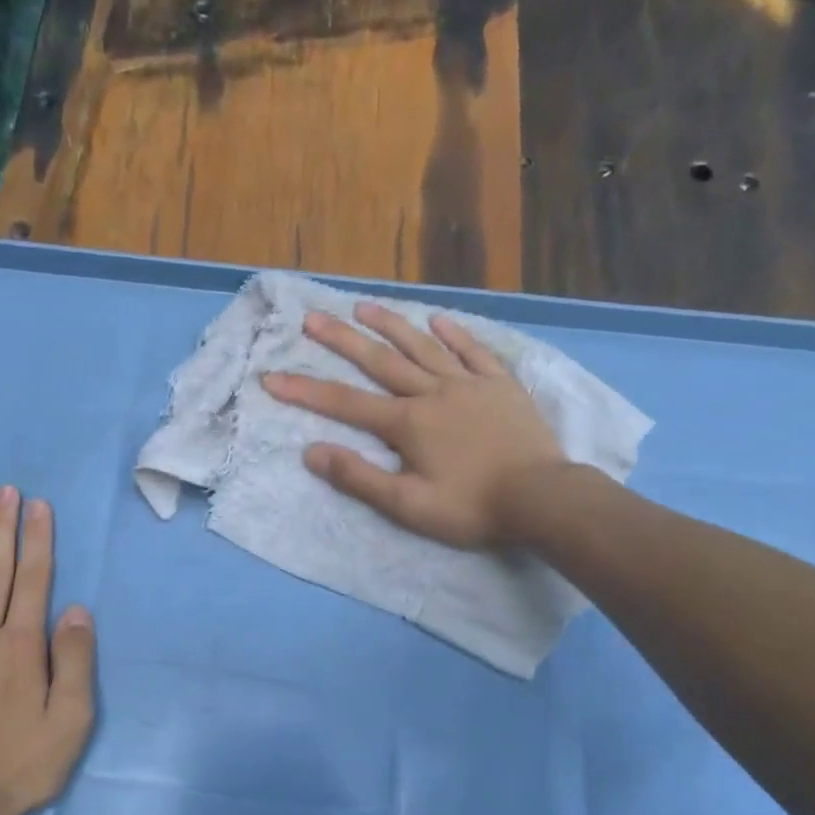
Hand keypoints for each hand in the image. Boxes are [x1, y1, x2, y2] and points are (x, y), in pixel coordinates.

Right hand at [260, 303, 568, 548]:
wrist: (542, 499)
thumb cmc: (471, 507)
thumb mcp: (407, 505)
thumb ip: (358, 477)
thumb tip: (311, 452)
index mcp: (407, 423)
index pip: (345, 404)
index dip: (305, 391)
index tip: (272, 377)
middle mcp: (433, 392)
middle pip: (380, 361)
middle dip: (341, 340)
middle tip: (312, 317)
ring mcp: (470, 384)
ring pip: (423, 347)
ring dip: (392, 325)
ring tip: (363, 307)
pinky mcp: (501, 386)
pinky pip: (474, 352)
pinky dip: (455, 335)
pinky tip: (439, 321)